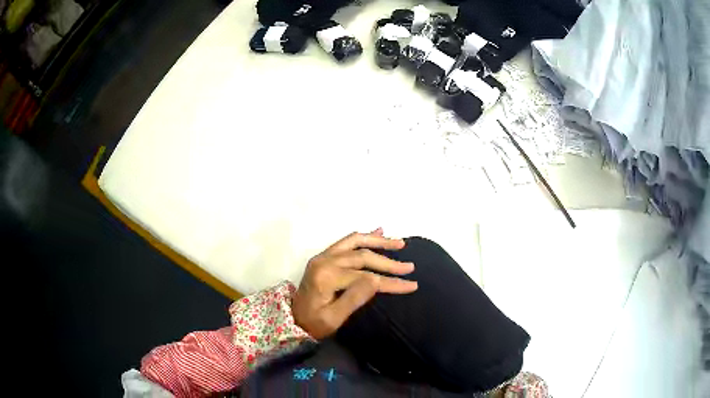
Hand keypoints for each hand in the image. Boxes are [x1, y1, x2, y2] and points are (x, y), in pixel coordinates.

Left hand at [292, 228, 417, 338]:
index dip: (390, 281)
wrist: (292, 320)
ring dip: (379, 242)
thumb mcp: (333, 319)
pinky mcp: (324, 257)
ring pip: (356, 242)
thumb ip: (353, 299)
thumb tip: (376, 280)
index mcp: (326, 276)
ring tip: (400, 243)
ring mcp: (323, 256)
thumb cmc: (314, 324)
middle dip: (389, 262)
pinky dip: (365, 237)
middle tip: (410, 267)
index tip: (411, 285)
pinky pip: (346, 241)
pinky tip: (379, 231)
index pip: (366, 277)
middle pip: (363, 256)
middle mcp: (325, 261)